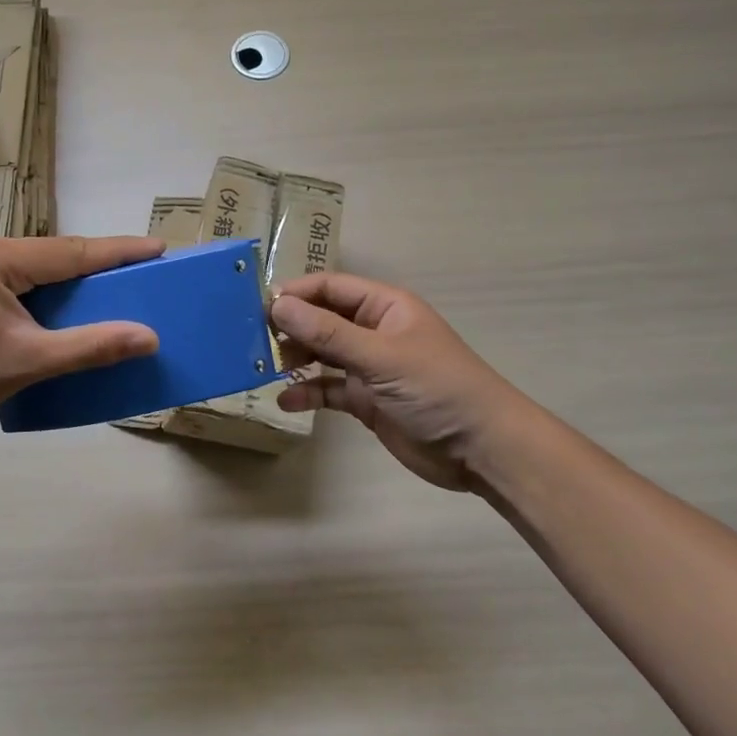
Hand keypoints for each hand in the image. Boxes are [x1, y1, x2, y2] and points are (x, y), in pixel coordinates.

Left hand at [0, 234, 164, 433]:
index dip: (118, 251)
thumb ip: (93, 346)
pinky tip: (62, 304)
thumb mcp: (32, 360)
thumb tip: (149, 337)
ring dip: (69, 279)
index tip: (158, 247)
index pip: (71, 251)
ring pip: (34, 266)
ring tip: (108, 288)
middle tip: (139, 271)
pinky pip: (16, 278)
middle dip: (95, 266)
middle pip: (53, 255)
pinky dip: (44, 291)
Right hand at [271, 273, 525, 493]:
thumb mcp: (381, 356)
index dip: (296, 293)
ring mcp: (370, 367)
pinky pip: (330, 389)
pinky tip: (287, 401)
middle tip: (255, 341)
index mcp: (384, 307)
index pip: (330, 287)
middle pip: (322, 319)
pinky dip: (308, 392)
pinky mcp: (368, 400)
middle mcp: (374, 331)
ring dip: (296, 359)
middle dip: (291, 327)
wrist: (481, 448)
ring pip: (323, 354)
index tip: (258, 307)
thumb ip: (328, 332)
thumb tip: (278, 305)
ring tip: (265, 368)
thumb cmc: (436, 388)